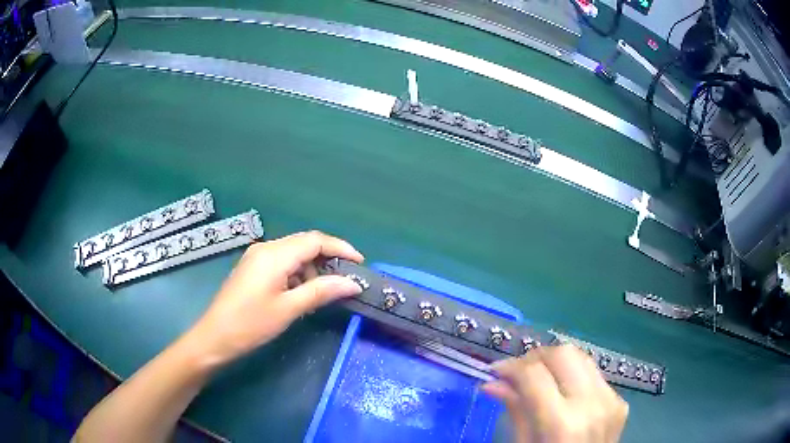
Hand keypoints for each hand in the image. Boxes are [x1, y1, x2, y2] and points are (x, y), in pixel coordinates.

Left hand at [188, 231, 363, 366]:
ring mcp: (257, 257)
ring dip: (312, 268)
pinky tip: (302, 293)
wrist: (215, 337)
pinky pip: (282, 263)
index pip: (315, 240)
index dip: (340, 248)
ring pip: (293, 254)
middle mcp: (266, 248)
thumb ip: (321, 291)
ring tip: (325, 291)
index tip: (360, 263)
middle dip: (328, 258)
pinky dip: (298, 274)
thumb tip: (353, 283)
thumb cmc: (251, 324)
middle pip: (304, 244)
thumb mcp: (288, 309)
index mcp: (274, 254)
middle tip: (347, 279)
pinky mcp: (253, 268)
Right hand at [483, 345, 628, 442]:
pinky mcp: (619, 401)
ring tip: (539, 378)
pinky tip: (563, 393)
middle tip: (518, 372)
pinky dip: (573, 376)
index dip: (511, 366)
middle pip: (564, 354)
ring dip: (556, 363)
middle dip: (536, 357)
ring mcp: (611, 400)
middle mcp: (592, 404)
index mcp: (562, 423)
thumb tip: (493, 382)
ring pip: (581, 357)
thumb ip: (515, 410)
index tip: (496, 371)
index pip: (534, 374)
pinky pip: (593, 375)